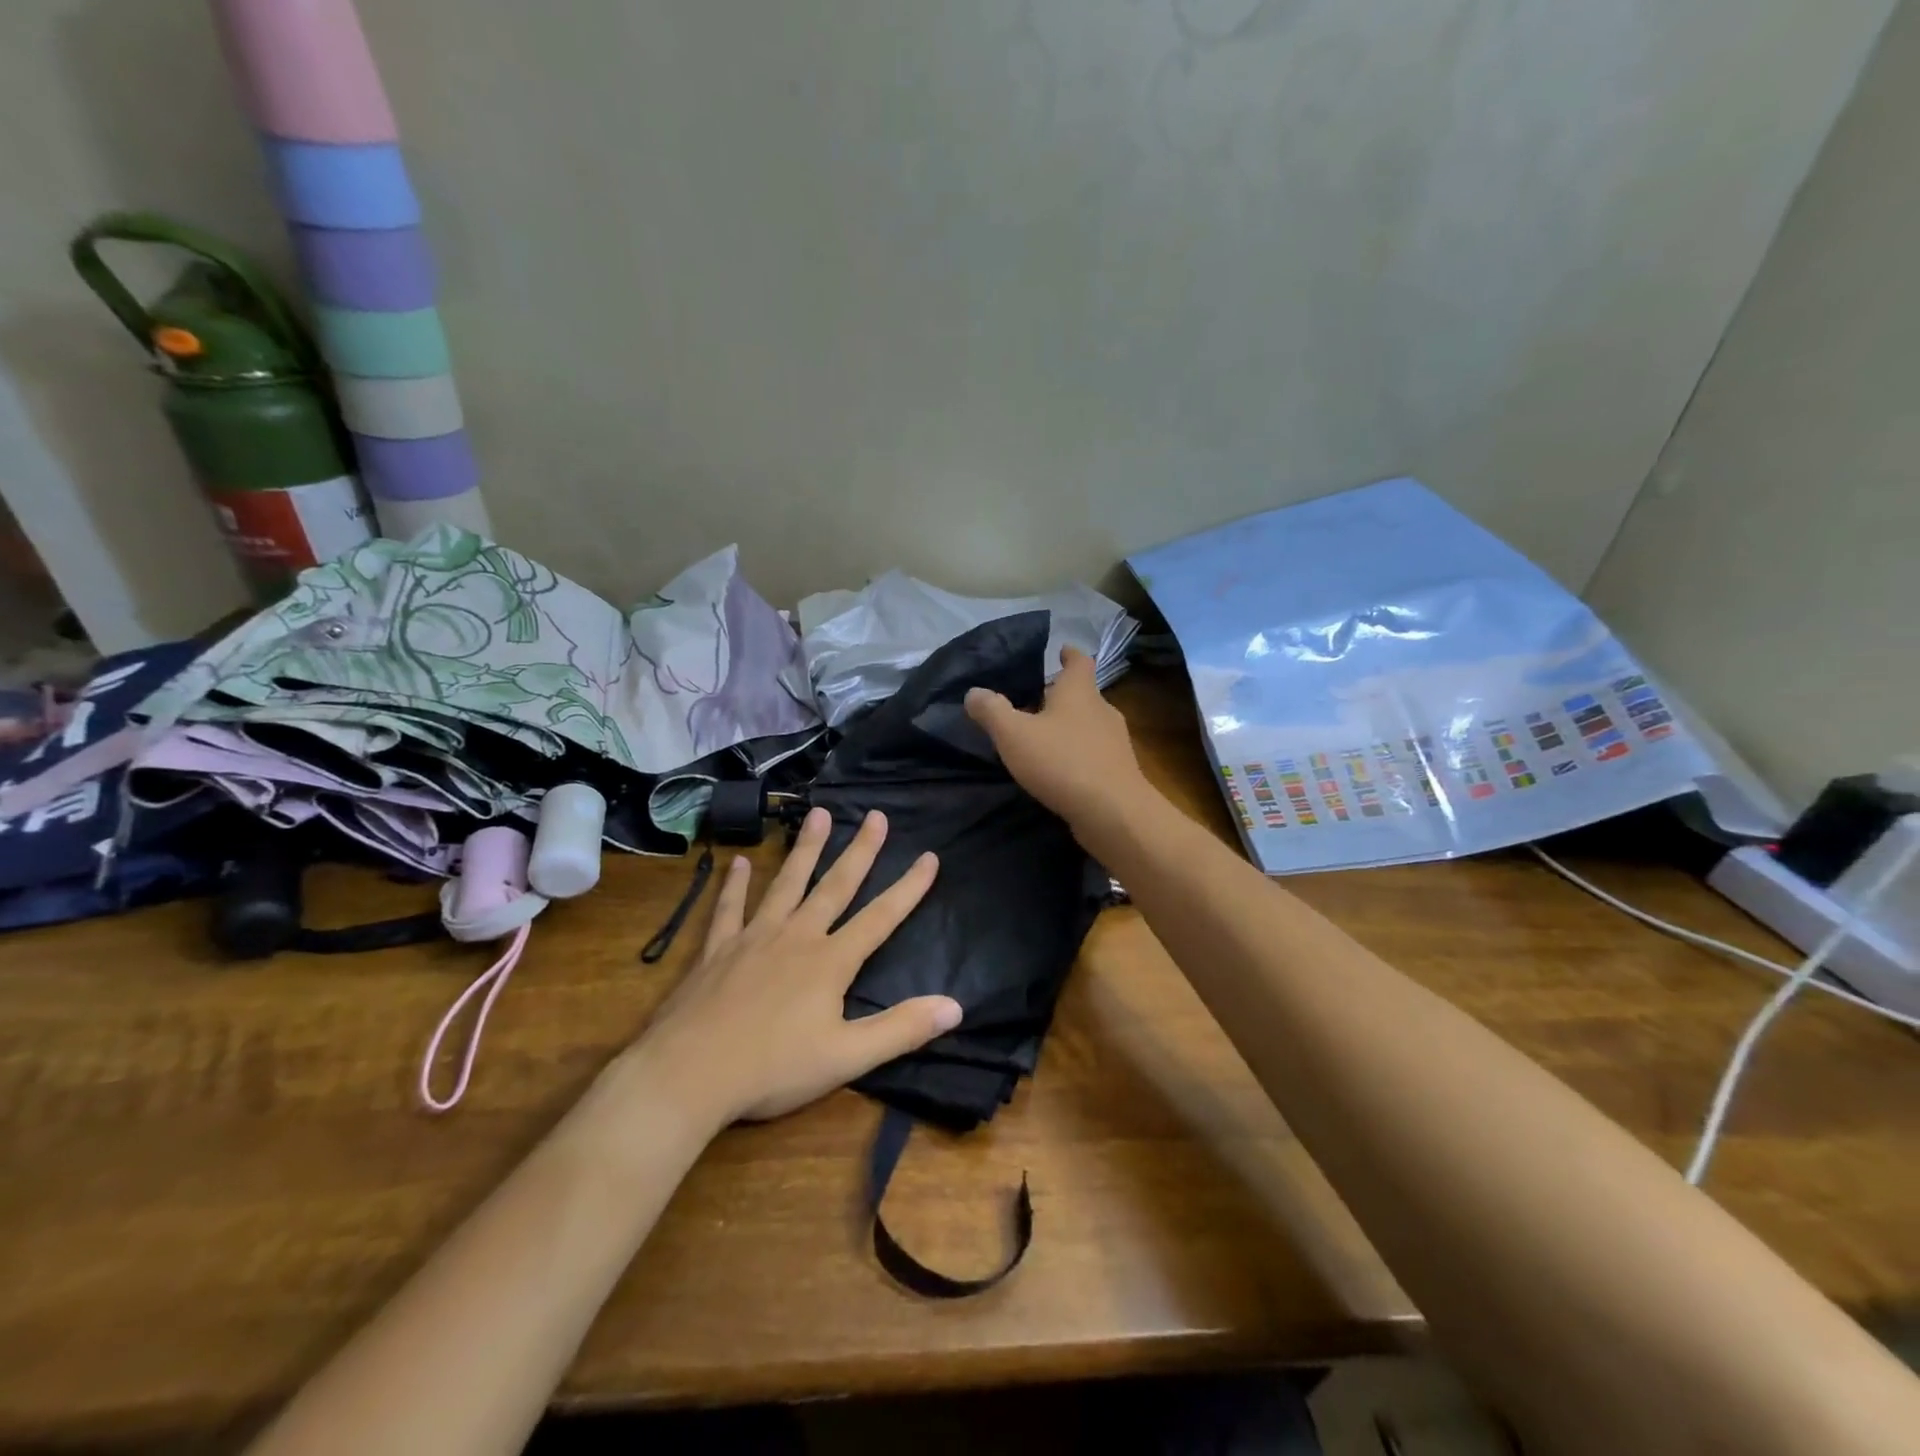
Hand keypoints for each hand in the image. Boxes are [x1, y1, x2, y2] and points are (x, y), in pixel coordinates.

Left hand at [628, 807, 959, 1125]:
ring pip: (787, 884)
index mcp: (830, 962)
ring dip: (805, 849)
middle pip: (835, 886)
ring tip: (818, 814)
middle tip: (876, 815)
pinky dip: (735, 885)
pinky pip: (729, 908)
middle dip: (860, 851)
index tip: (929, 856)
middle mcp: (796, 937)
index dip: (909, 888)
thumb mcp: (846, 1058)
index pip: (880, 918)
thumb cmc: (773, 1069)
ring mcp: (754, 938)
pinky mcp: (717, 950)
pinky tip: (738, 862)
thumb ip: (901, 1030)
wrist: (688, 1074)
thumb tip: (956, 1007)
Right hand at [965, 646, 1147, 828]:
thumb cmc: (1062, 762)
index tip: (1060, 650)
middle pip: (1084, 694)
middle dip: (1062, 695)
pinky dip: (1078, 754)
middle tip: (1037, 699)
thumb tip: (973, 692)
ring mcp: (1115, 742)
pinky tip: (1061, 769)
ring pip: (1090, 724)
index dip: (1069, 654)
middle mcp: (1102, 710)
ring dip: (1070, 726)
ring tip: (1045, 736)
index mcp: (1079, 692)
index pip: (1079, 661)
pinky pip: (1095, 753)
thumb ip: (992, 711)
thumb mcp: (1014, 734)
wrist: (1113, 812)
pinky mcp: (1119, 771)